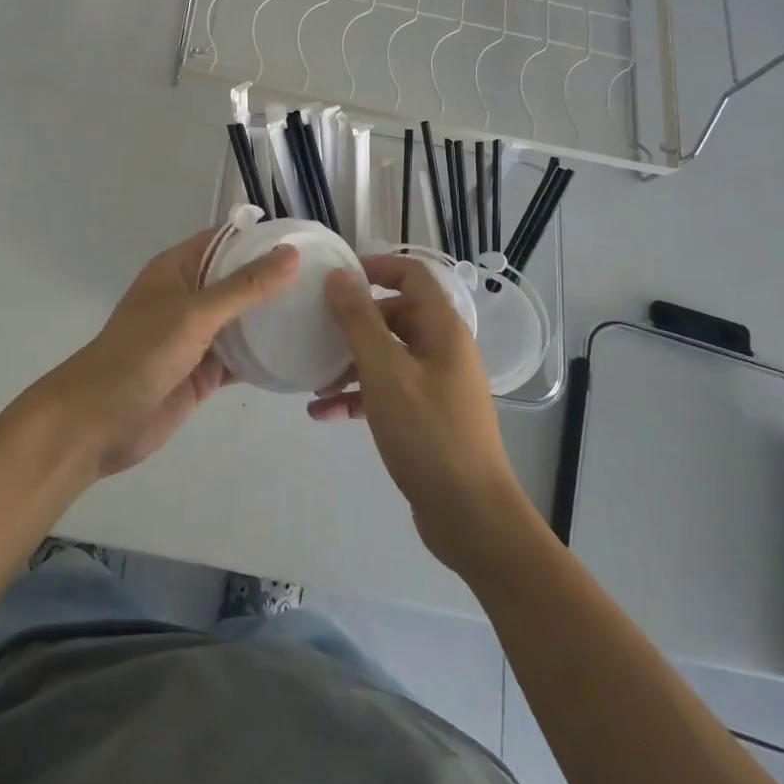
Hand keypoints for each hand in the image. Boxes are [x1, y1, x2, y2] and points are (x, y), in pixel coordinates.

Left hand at [34, 228, 298, 478]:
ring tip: (323, 313)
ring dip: (273, 319)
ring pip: (242, 320)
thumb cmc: (142, 353)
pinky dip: (266, 358)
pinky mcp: (204, 371)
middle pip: (238, 280)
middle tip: (326, 280)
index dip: (261, 238)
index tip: (306, 240)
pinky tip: (300, 356)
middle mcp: (189, 296)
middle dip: (275, 279)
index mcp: (178, 269)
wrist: (101, 420)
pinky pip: (241, 358)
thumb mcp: (194, 314)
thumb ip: (244, 287)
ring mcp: (197, 336)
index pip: (225, 241)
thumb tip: (290, 255)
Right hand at [315, 255, 534, 574]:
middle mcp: (443, 350)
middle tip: (316, 329)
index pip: (413, 276)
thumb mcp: (384, 371)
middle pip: (396, 315)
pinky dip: (357, 396)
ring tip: (313, 380)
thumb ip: (359, 320)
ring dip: (350, 363)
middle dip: (354, 322)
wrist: (470, 516)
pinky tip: (323, 413)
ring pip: (387, 355)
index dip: (377, 267)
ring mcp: (436, 385)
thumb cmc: (428, 433)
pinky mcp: (426, 417)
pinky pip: (387, 391)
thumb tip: (339, 276)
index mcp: (442, 330)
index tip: (337, 276)